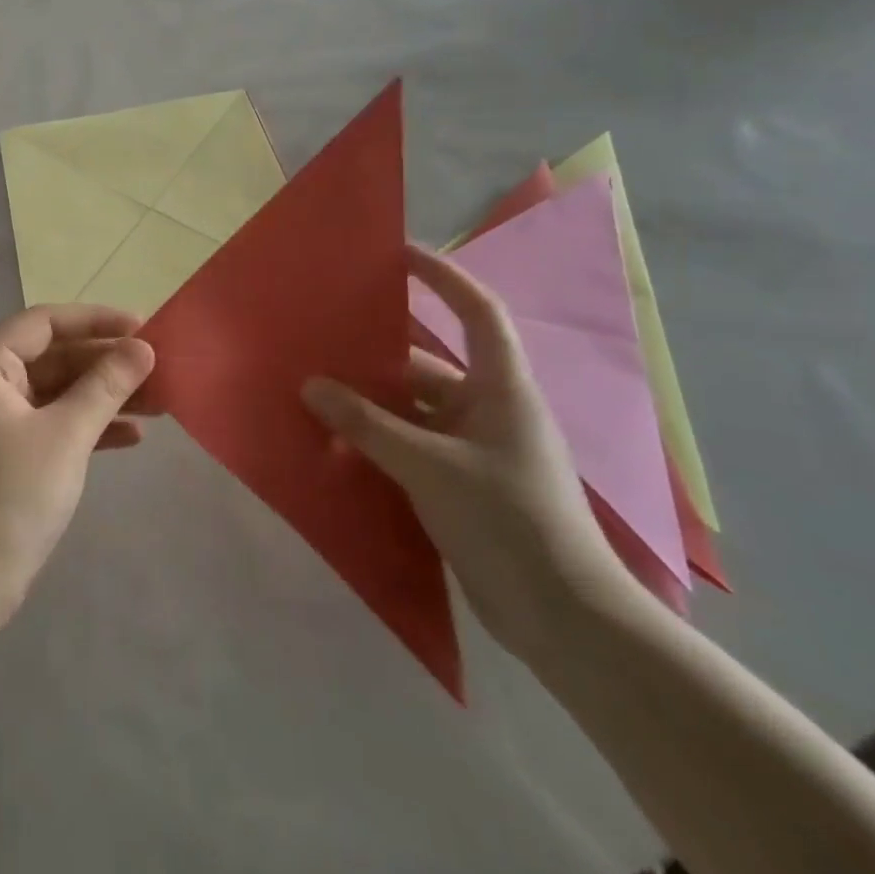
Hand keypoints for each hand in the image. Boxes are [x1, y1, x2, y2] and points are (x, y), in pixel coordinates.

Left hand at [0, 305, 158, 606]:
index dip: (95, 321)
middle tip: (158, 368)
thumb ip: (106, 385)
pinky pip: (52, 421)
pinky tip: (132, 436)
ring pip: (57, 390)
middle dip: (106, 363)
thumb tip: (144, 348)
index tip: (142, 328)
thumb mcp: (67, 434)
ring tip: (159, 402)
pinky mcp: (6, 450)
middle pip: (53, 356)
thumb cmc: (13, 494)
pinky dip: (87, 424)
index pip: (44, 322)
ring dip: (104, 395)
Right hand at [303, 246, 635, 662]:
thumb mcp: (430, 467)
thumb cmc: (508, 521)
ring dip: (371, 404)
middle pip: (428, 365)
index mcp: (502, 390)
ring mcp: (477, 450)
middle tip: (325, 339)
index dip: (442, 278)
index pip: (476, 313)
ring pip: (414, 410)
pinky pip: (411, 445)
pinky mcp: (463, 486)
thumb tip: (311, 386)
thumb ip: (367, 425)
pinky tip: (338, 444)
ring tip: (317, 393)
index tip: (398, 255)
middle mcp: (490, 411)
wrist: (563, 619)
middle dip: (378, 354)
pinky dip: (378, 440)